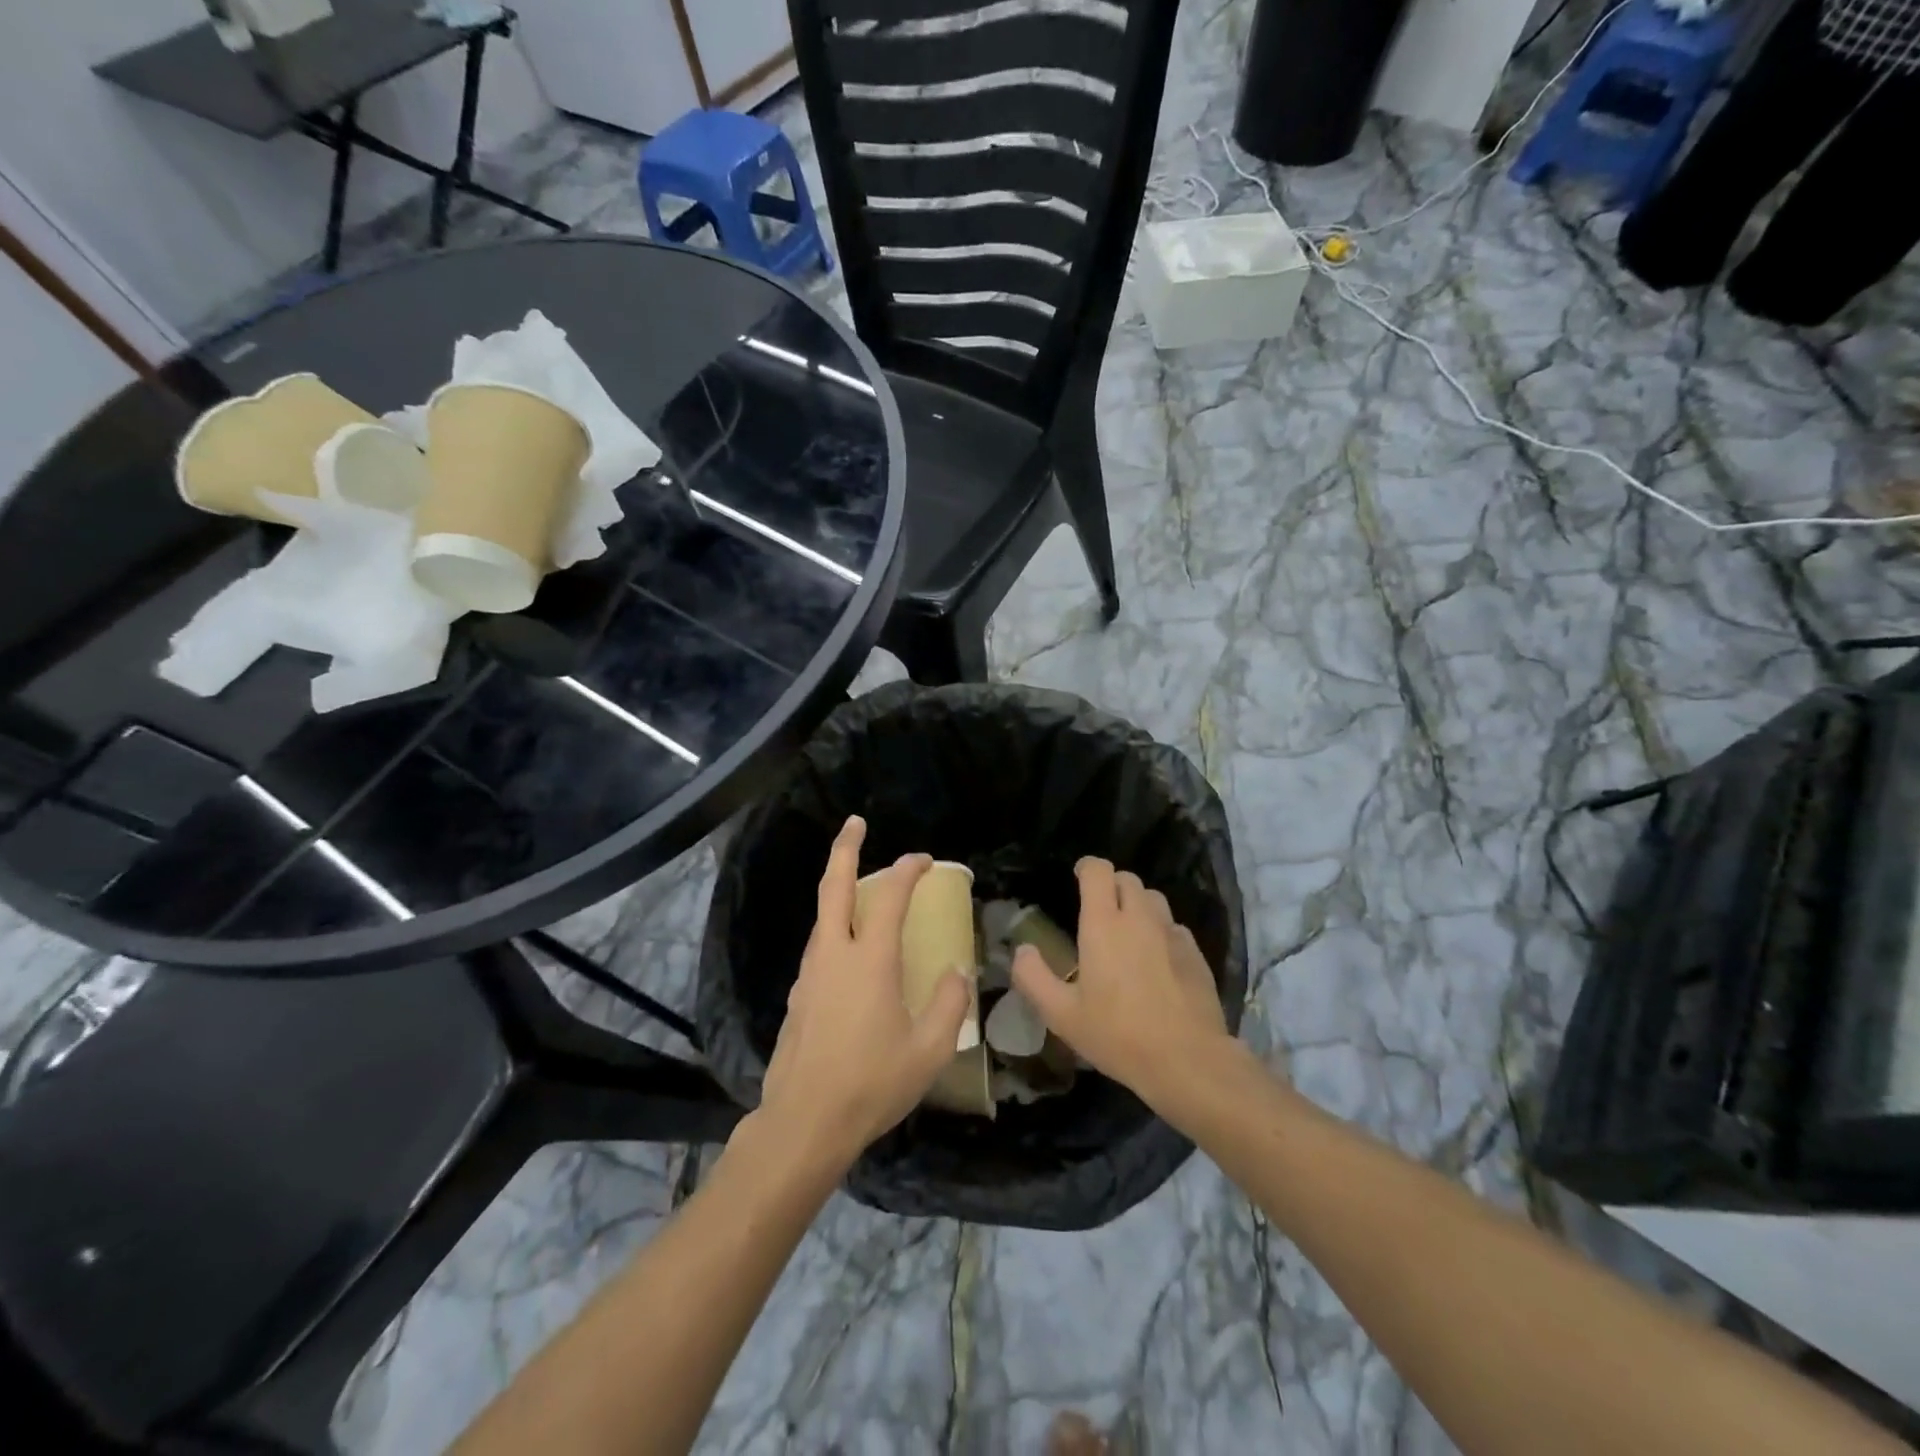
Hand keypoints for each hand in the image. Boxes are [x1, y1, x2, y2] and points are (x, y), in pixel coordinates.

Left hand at [756, 816, 972, 1170]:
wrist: (803, 1123)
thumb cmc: (872, 1084)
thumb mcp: (928, 1050)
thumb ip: (948, 1004)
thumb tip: (955, 973)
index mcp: (869, 960)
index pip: (889, 896)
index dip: (908, 870)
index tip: (925, 860)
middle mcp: (834, 955)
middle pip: (834, 886)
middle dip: (845, 848)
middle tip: (855, 823)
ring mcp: (809, 975)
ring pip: (822, 917)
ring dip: (839, 891)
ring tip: (861, 890)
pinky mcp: (797, 997)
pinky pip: (819, 948)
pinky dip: (835, 931)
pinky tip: (849, 955)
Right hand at [1010, 858, 1231, 1112]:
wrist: (1188, 1061)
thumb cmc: (1118, 1035)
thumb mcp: (1061, 1015)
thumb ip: (1033, 978)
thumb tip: (1023, 950)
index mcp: (1103, 924)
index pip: (1098, 871)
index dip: (1086, 867)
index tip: (1077, 878)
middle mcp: (1139, 918)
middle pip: (1127, 879)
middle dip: (1110, 885)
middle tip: (1098, 911)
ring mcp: (1172, 933)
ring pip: (1153, 899)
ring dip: (1137, 904)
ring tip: (1127, 931)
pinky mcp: (1195, 953)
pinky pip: (1173, 926)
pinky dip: (1160, 930)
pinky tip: (1156, 959)